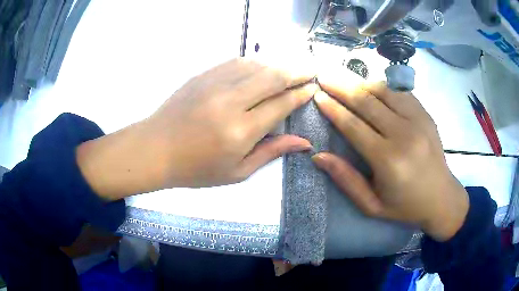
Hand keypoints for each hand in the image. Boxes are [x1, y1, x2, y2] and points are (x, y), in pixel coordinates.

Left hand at [77, 58, 316, 199]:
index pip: (281, 105)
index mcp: (240, 131)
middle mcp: (230, 102)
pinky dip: (254, 63)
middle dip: (296, 72)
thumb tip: (304, 142)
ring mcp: (214, 84)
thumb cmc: (196, 169)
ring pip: (256, 65)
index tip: (312, 88)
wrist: (156, 149)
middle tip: (310, 70)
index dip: (300, 95)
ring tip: (290, 68)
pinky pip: (236, 62)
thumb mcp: (237, 172)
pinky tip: (261, 67)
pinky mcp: (203, 75)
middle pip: (273, 77)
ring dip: (277, 65)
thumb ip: (271, 152)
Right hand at [312, 70, 468, 241]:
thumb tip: (318, 156)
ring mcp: (418, 120)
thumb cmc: (405, 206)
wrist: (441, 198)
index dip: (333, 109)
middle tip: (324, 76)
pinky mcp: (425, 114)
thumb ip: (346, 180)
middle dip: (341, 87)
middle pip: (367, 102)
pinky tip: (370, 85)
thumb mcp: (371, 205)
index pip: (353, 125)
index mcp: (388, 160)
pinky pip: (400, 92)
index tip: (318, 95)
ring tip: (342, 76)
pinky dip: (382, 86)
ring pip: (383, 91)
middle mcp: (404, 134)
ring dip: (360, 82)